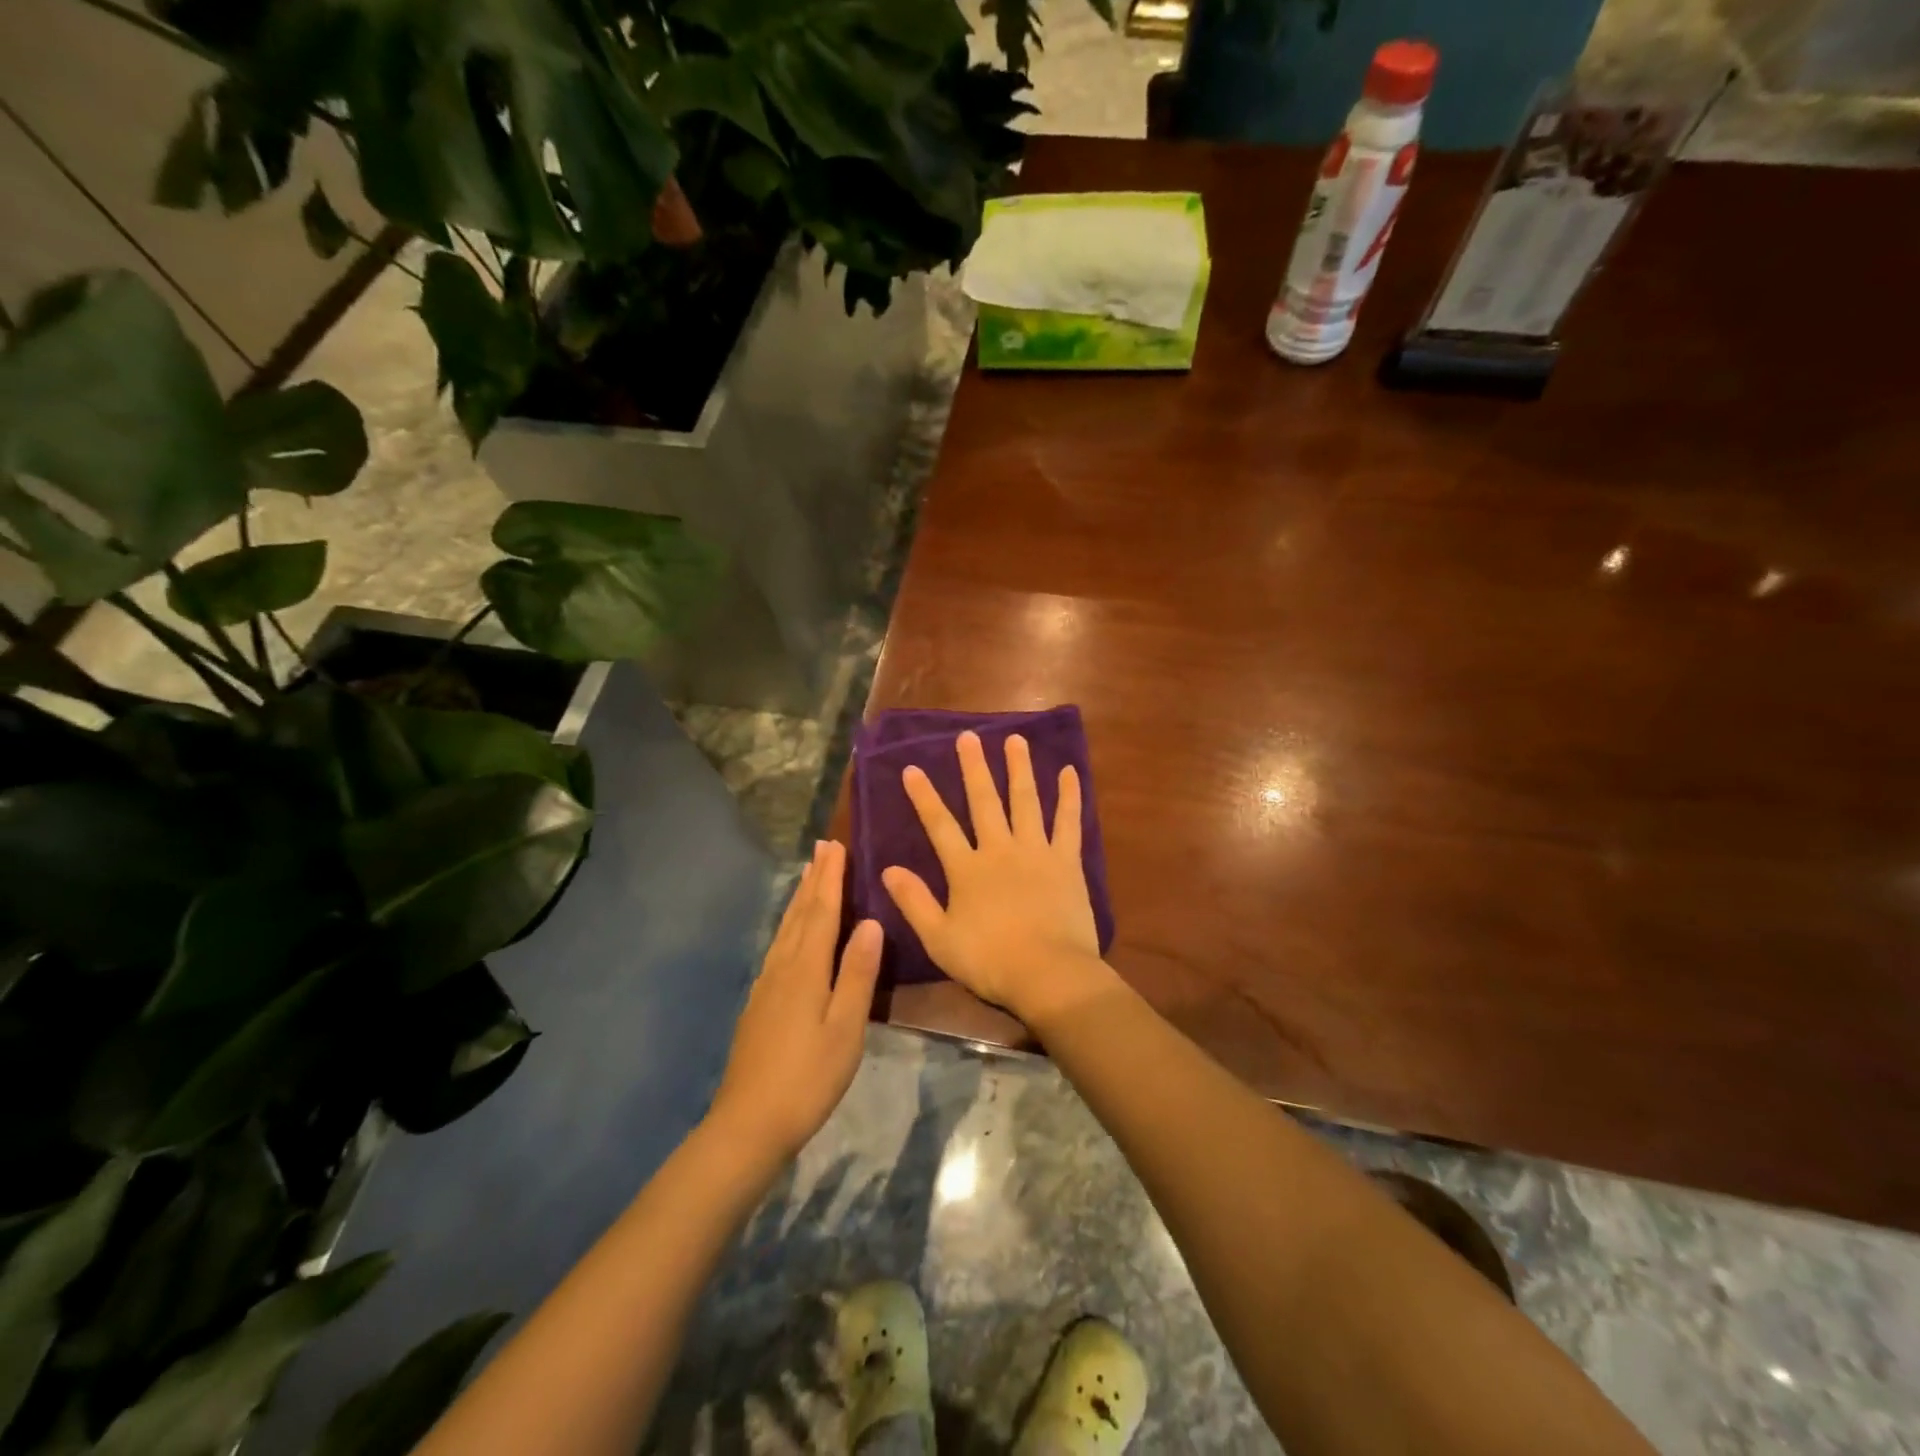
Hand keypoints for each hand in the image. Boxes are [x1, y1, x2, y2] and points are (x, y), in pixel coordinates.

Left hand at [709, 840, 881, 1161]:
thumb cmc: (808, 1077)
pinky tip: (791, 934)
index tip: (835, 846)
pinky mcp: (759, 1004)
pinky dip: (790, 926)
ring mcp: (766, 986)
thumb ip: (858, 974)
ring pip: (786, 929)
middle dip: (814, 880)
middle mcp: (782, 968)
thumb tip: (871, 923)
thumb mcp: (845, 1028)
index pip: (822, 912)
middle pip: (800, 914)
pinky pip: (778, 947)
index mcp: (806, 970)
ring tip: (807, 877)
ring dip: (799, 899)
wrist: (748, 1124)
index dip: (831, 878)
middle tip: (822, 847)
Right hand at [882, 731, 1115, 1024]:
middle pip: (984, 801)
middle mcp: (1000, 849)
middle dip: (974, 768)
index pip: (940, 825)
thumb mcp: (939, 938)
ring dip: (1020, 768)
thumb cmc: (990, 961)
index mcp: (967, 870)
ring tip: (1015, 739)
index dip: (924, 796)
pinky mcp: (1067, 861)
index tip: (912, 768)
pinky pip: (1069, 822)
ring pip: (1026, 801)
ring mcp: (1036, 851)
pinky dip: (1070, 796)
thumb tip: (887, 869)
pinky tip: (1070, 772)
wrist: (1048, 973)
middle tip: (968, 737)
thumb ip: (914, 902)